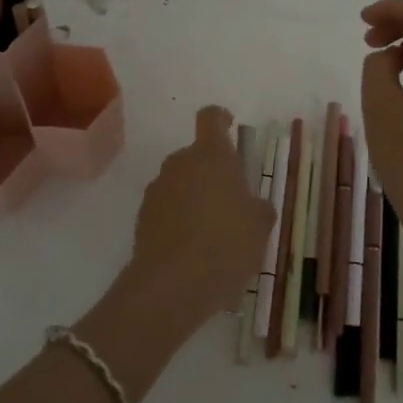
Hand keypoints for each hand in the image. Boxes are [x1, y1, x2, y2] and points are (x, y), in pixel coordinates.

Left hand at [123, 105, 274, 339]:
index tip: (229, 128)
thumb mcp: (260, 226)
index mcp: (211, 155)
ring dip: (194, 197)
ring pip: (180, 182)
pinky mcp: (142, 217)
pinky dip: (178, 219)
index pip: (211, 118)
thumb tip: (253, 205)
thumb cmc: (226, 244)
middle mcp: (180, 162)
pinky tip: (192, 249)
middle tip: (231, 201)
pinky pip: (167, 208)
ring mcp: (157, 189)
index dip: (220, 119)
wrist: (172, 285)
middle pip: (196, 155)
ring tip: (212, 232)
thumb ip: (259, 208)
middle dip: (212, 172)